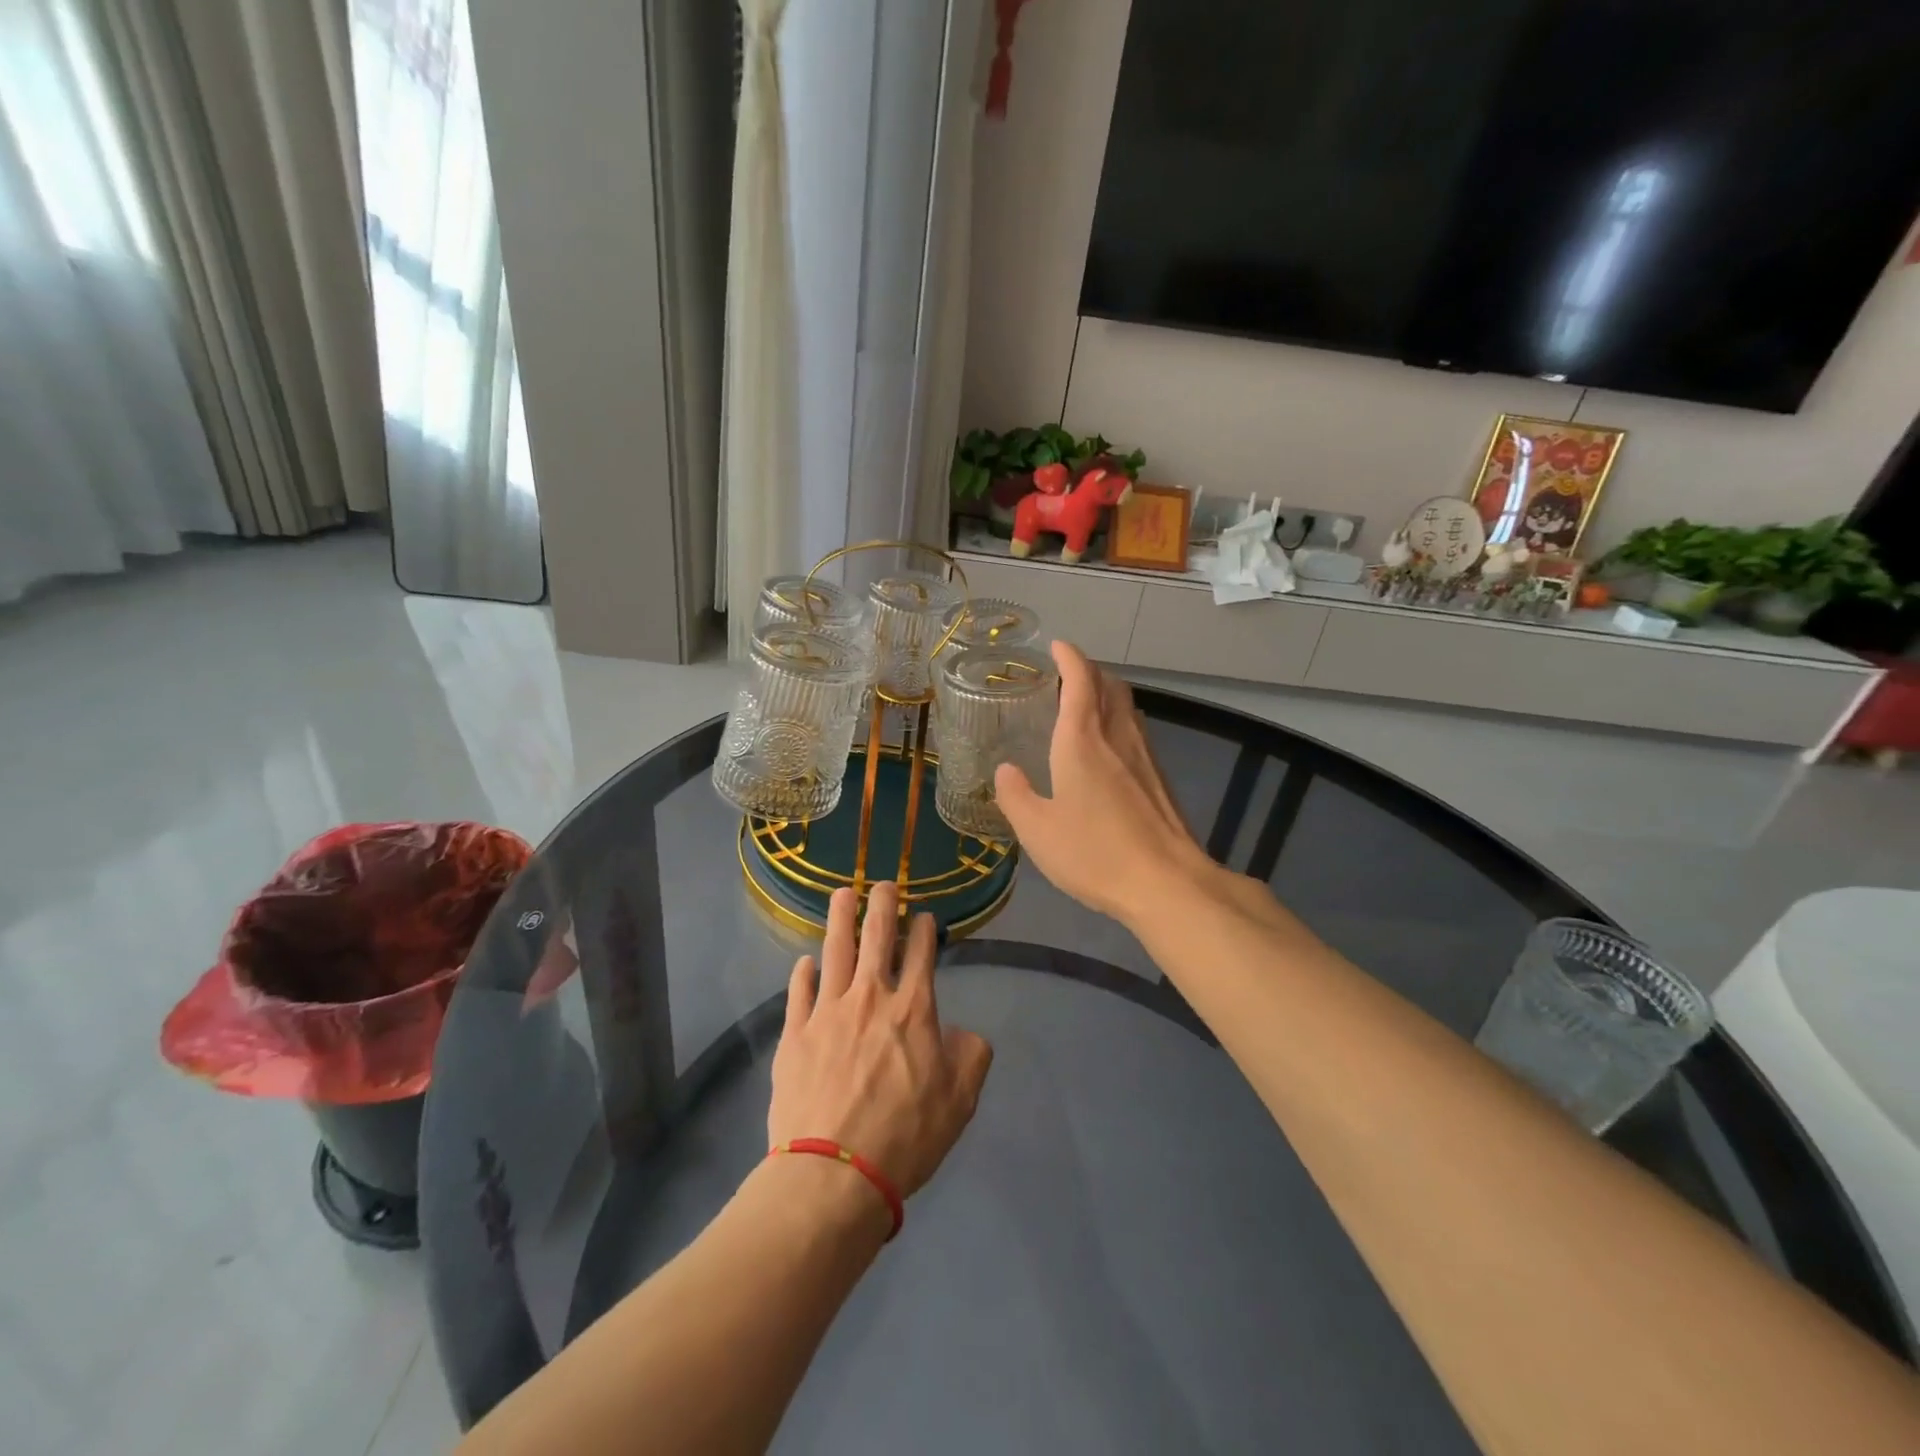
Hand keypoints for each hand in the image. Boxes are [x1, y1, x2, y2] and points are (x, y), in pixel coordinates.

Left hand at [768, 884, 992, 1203]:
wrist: (832, 1175)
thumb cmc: (904, 1137)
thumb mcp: (959, 1102)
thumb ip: (971, 1057)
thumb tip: (963, 1033)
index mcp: (913, 1009)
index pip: (922, 954)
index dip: (925, 930)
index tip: (925, 916)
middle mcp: (870, 997)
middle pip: (876, 936)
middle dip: (882, 904)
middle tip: (883, 883)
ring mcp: (827, 1012)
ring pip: (834, 951)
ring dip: (839, 918)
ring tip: (841, 894)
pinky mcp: (794, 1034)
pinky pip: (798, 992)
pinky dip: (803, 973)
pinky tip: (804, 962)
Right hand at [995, 642, 1217, 924]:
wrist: (1166, 882)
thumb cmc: (1094, 853)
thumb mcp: (1037, 830)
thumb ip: (1016, 796)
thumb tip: (1006, 771)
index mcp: (1082, 741)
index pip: (1079, 680)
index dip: (1069, 657)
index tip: (1057, 646)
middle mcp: (1117, 737)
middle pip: (1109, 685)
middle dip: (1089, 670)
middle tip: (1066, 674)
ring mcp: (1144, 756)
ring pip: (1127, 707)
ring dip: (1106, 693)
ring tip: (1085, 703)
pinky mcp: (1159, 779)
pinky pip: (1136, 731)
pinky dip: (1119, 721)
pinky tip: (1109, 748)